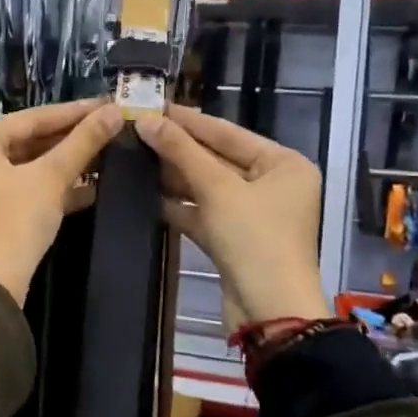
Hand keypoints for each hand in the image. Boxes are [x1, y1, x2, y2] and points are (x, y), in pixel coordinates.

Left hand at [0, 100, 123, 305]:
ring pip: (27, 166)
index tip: (108, 103)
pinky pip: (22, 188)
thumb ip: (83, 142)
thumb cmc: (14, 221)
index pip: (31, 117)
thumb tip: (115, 111)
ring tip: (106, 152)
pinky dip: (51, 187)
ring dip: (65, 163)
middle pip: (27, 140)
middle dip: (71, 138)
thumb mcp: (51, 178)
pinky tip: (90, 186)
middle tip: (110, 127)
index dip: (74, 112)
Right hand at [135, 105, 328, 325]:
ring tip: (134, 156)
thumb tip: (145, 120)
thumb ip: (181, 152)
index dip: (188, 120)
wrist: (269, 311)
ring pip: (208, 186)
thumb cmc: (254, 239)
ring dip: (174, 176)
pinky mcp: (235, 238)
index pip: (228, 133)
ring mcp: (253, 213)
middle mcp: (273, 184)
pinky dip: (179, 204)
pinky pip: (204, 212)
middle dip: (177, 148)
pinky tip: (145, 193)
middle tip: (136, 129)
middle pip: (217, 158)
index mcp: (283, 164)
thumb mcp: (217, 190)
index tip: (152, 105)